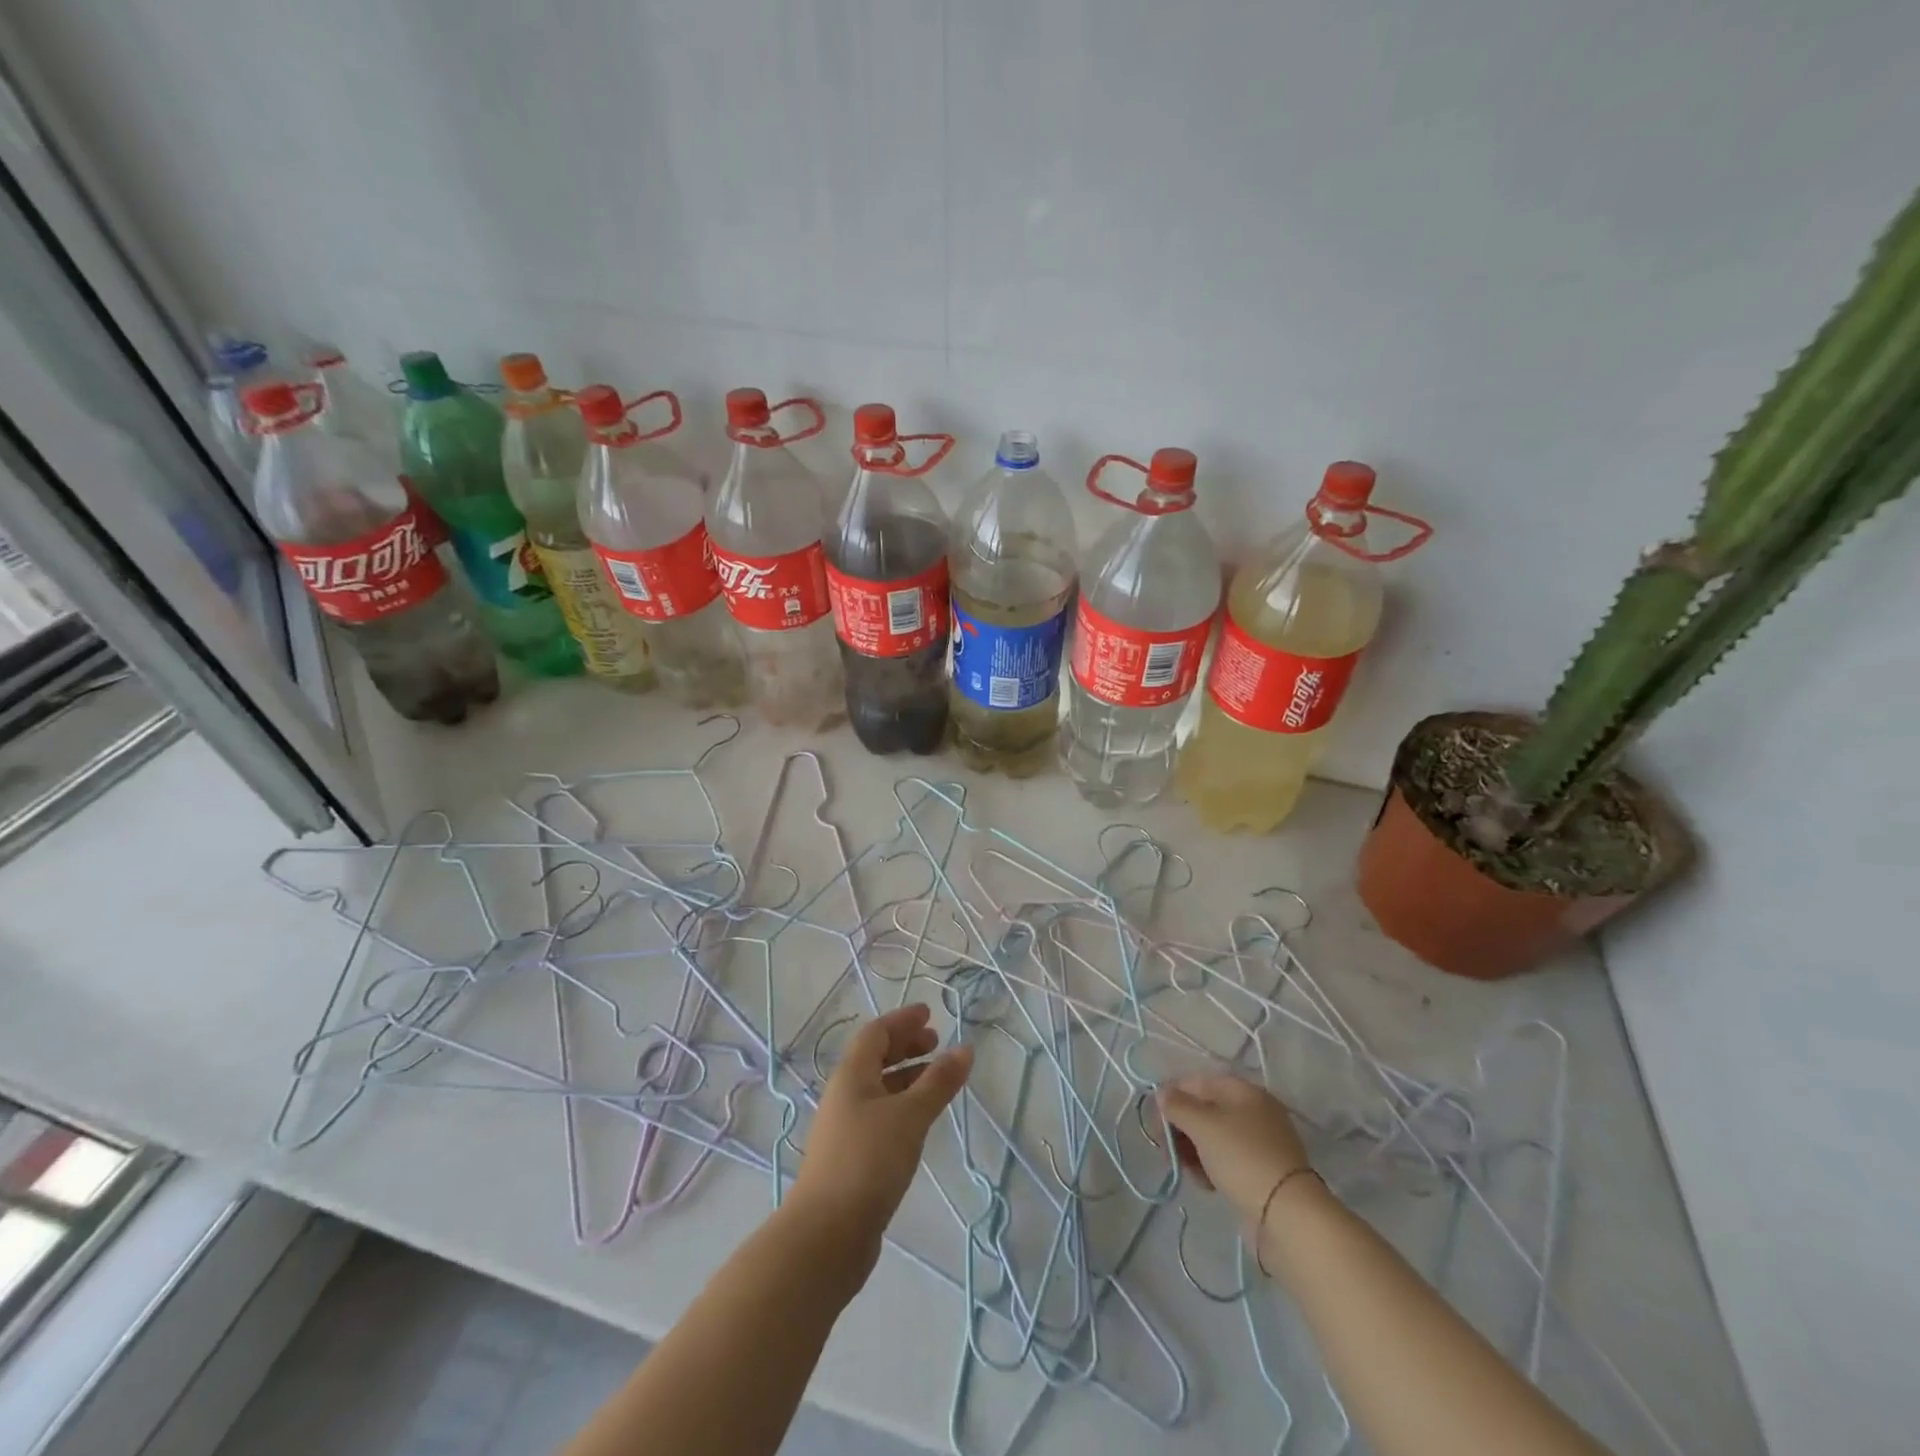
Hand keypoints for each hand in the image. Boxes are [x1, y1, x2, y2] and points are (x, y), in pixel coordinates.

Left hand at [790, 1004, 972, 1267]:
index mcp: (851, 1075)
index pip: (876, 1033)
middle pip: (874, 1058)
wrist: (825, 1236)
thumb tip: (965, 1048)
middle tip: (936, 1043)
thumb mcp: (910, 1116)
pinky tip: (920, 1122)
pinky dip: (902, 1106)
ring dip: (906, 1077)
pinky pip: (880, 1115)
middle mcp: (844, 1095)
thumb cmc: (867, 1162)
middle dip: (905, 1046)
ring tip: (937, 1080)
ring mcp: (845, 1129)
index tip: (929, 1014)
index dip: (902, 1020)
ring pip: (878, 1089)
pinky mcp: (851, 1159)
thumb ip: (938, 1082)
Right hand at [1156, 1074, 1311, 1223]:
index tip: (1156, 1123)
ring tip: (1187, 1171)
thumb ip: (1177, 1105)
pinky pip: (1226, 1159)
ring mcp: (1259, 1142)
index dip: (1171, 1097)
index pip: (1196, 1082)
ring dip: (1193, 1150)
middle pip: (1204, 1110)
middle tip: (1166, 1151)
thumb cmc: (1242, 1158)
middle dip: (1181, 1128)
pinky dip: (1211, 1166)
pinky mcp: (1261, 1171)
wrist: (1288, 1216)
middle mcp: (1253, 1111)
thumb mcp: (1203, 1126)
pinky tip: (1205, 1183)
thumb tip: (1162, 1093)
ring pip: (1213, 1137)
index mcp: (1243, 1091)